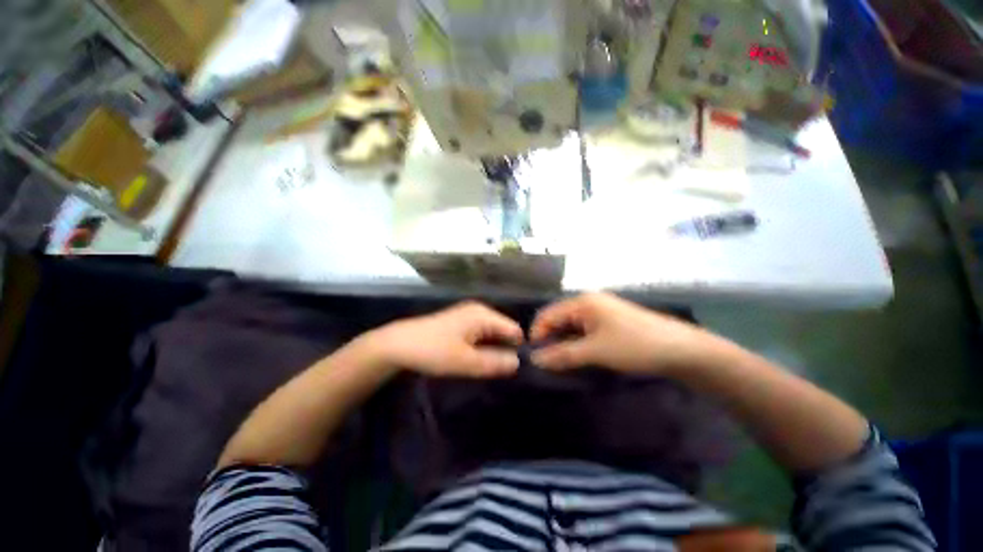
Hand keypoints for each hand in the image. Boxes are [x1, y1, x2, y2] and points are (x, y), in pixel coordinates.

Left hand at [365, 302, 523, 377]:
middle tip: (499, 373)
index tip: (515, 370)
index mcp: (483, 314)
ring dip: (492, 350)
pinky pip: (480, 335)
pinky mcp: (460, 323)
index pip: (514, 329)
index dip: (518, 349)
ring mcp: (468, 315)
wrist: (398, 345)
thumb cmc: (433, 350)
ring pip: (491, 334)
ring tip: (487, 368)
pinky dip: (481, 347)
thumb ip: (494, 362)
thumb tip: (518, 363)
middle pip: (503, 330)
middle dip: (504, 350)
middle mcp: (479, 310)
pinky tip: (474, 360)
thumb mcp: (465, 361)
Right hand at [530, 292, 710, 373]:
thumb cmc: (635, 346)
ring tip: (560, 364)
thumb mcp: (595, 351)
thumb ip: (562, 354)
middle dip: (550, 340)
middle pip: (558, 319)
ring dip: (564, 344)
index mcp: (582, 302)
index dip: (537, 334)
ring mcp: (600, 312)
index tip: (533, 358)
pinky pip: (584, 331)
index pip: (547, 314)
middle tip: (547, 364)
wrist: (682, 351)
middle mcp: (588, 302)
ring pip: (571, 327)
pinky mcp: (609, 323)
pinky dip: (577, 344)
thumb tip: (534, 360)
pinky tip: (578, 358)